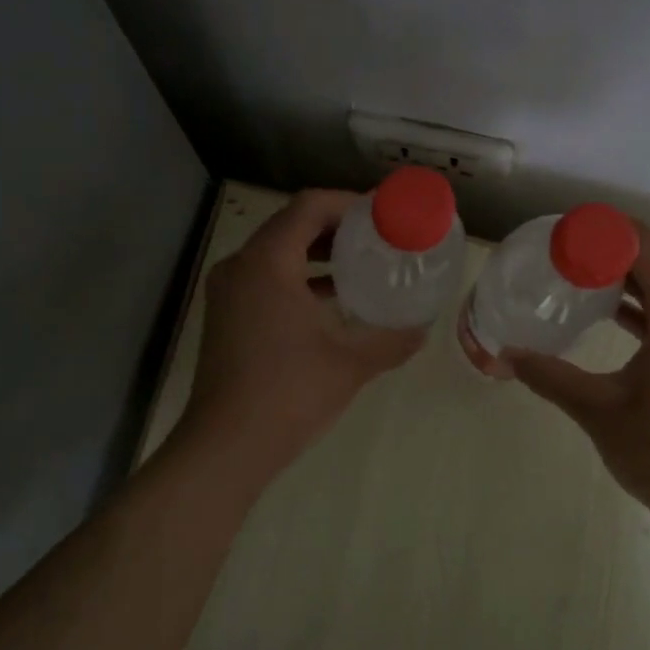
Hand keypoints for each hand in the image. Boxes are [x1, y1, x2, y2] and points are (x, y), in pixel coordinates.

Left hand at [182, 189, 424, 473]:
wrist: (226, 446)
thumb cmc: (289, 394)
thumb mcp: (352, 363)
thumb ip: (392, 340)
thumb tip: (423, 329)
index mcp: (267, 263)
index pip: (309, 206)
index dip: (349, 203)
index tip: (384, 215)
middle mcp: (241, 266)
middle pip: (292, 224)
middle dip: (336, 226)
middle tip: (378, 237)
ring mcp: (228, 291)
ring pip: (277, 251)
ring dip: (317, 251)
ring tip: (361, 263)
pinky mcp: (226, 314)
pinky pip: (266, 277)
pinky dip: (298, 277)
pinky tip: (331, 298)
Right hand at [507, 225, 649, 536]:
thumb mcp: (598, 409)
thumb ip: (549, 375)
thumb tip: (505, 354)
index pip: (643, 245)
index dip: (602, 231)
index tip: (562, 233)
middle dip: (609, 253)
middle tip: (561, 254)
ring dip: (627, 280)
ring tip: (578, 278)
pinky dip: (644, 307)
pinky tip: (610, 316)